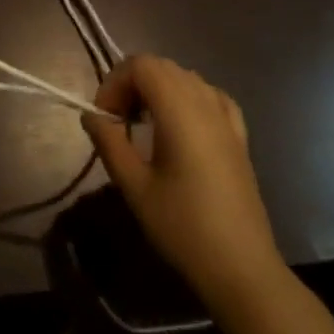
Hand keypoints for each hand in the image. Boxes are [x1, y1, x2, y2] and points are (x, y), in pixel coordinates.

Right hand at [82, 55, 282, 306]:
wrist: (242, 268)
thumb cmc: (183, 228)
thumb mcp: (135, 188)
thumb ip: (110, 143)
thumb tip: (91, 116)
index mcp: (179, 109)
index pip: (141, 64)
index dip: (115, 81)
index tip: (104, 118)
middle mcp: (205, 101)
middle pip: (162, 66)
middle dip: (132, 84)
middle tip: (117, 121)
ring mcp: (226, 117)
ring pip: (185, 77)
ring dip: (158, 89)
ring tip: (143, 125)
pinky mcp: (239, 135)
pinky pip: (210, 96)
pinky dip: (188, 98)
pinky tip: (181, 126)